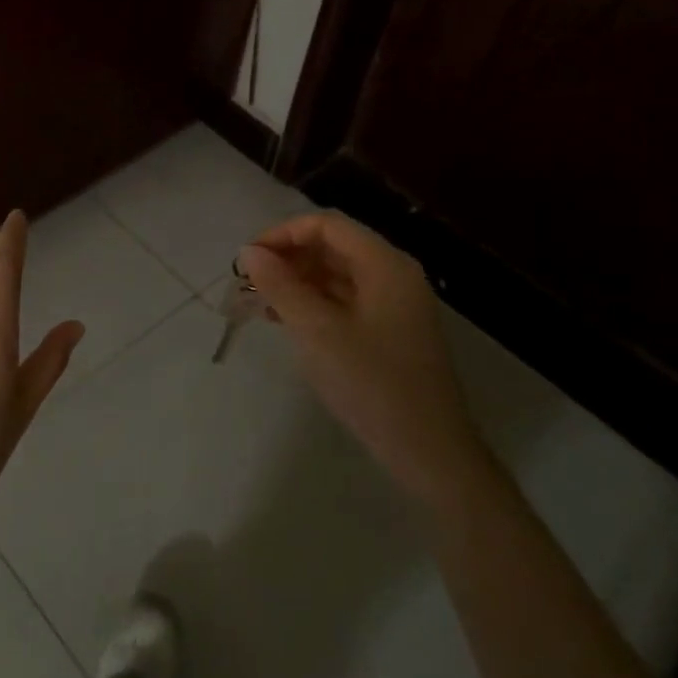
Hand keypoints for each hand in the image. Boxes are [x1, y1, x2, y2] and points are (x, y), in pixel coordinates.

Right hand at [239, 212, 482, 500]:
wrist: (429, 452)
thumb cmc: (372, 384)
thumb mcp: (317, 331)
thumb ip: (280, 286)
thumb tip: (250, 252)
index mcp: (384, 265)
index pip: (327, 225)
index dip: (283, 233)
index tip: (248, 258)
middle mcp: (393, 275)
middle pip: (333, 247)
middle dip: (287, 258)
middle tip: (248, 282)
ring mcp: (394, 305)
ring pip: (336, 275)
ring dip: (296, 282)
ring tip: (258, 302)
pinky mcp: (389, 332)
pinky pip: (345, 301)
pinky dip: (313, 304)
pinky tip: (285, 321)